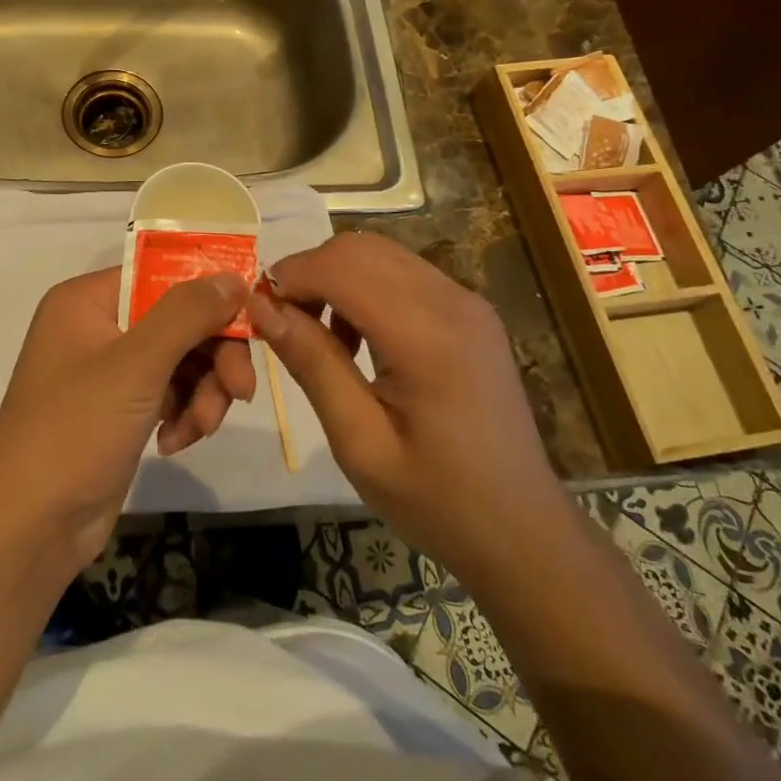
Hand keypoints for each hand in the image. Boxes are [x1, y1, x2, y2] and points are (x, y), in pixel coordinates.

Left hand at [0, 268, 254, 568]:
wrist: (27, 528)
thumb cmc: (75, 430)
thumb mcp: (136, 364)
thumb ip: (188, 314)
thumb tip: (234, 275)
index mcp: (87, 301)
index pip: (162, 275)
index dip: (209, 293)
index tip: (252, 320)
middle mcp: (97, 327)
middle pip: (177, 321)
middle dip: (213, 356)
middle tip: (241, 390)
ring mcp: (108, 372)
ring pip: (180, 361)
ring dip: (203, 392)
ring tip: (203, 428)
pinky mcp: (119, 411)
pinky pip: (168, 394)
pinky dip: (183, 414)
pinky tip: (176, 443)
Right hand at [249, 232, 557, 570]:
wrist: (523, 531)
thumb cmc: (436, 500)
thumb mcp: (360, 443)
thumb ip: (313, 364)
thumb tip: (261, 306)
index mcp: (427, 337)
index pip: (342, 268)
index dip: (291, 276)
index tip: (257, 309)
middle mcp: (452, 302)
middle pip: (360, 248)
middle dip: (310, 271)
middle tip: (281, 320)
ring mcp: (467, 302)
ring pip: (381, 254)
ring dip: (336, 276)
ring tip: (314, 331)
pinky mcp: (471, 312)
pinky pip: (404, 274)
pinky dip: (365, 286)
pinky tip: (356, 336)